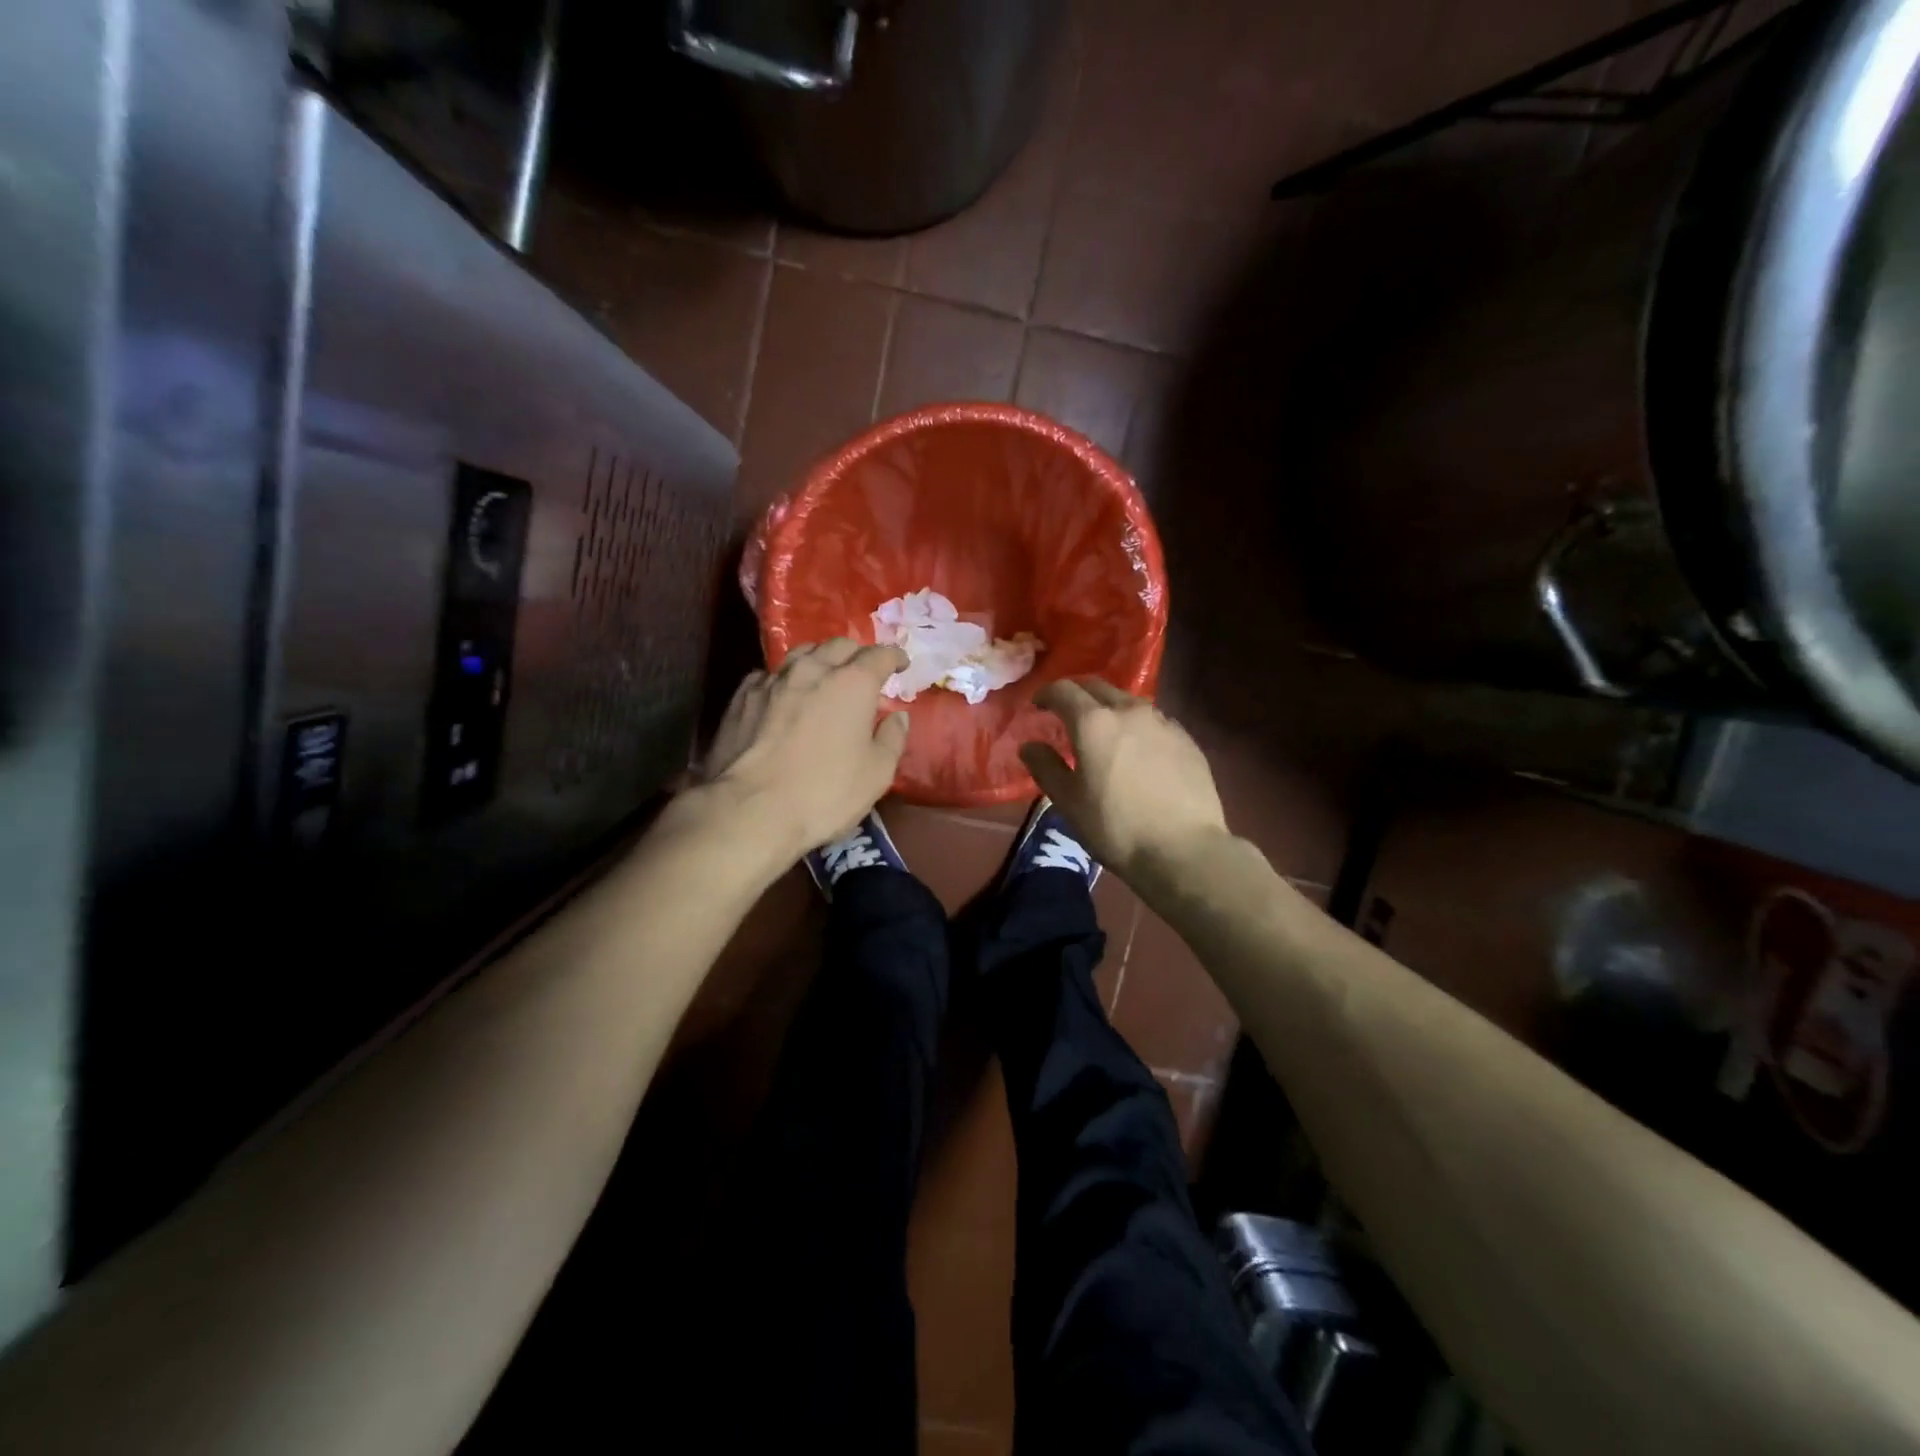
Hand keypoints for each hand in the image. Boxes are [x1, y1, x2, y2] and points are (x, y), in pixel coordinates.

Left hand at [699, 638, 910, 856]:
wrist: (749, 809)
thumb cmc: (824, 793)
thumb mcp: (877, 774)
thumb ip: (892, 739)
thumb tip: (897, 717)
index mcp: (852, 684)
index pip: (879, 655)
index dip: (894, 657)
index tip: (901, 665)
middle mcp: (812, 670)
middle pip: (838, 645)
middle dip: (856, 653)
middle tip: (863, 671)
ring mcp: (772, 680)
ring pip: (801, 654)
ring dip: (820, 660)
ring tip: (824, 676)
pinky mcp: (742, 697)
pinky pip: (770, 675)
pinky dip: (785, 680)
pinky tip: (784, 696)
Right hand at [1020, 678, 1229, 881]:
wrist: (1184, 849)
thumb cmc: (1116, 827)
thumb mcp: (1069, 802)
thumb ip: (1046, 767)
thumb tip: (1029, 745)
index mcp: (1094, 723)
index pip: (1063, 690)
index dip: (1046, 693)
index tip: (1038, 705)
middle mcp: (1129, 711)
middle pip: (1098, 687)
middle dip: (1078, 695)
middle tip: (1067, 714)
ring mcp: (1162, 722)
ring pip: (1129, 702)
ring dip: (1110, 709)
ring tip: (1105, 733)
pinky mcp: (1186, 739)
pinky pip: (1154, 721)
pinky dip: (1137, 727)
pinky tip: (1138, 751)